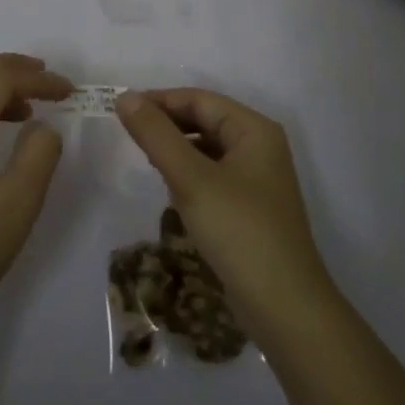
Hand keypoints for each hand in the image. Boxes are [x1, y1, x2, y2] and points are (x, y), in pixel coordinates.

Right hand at [116, 89, 333, 337]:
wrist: (284, 307)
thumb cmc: (239, 231)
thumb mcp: (191, 179)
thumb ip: (156, 135)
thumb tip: (124, 97)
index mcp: (254, 129)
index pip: (199, 99)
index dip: (159, 100)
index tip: (120, 110)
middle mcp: (260, 146)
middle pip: (205, 120)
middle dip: (167, 124)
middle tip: (127, 135)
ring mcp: (257, 178)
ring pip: (207, 148)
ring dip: (176, 149)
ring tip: (145, 159)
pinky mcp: (250, 206)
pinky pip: (212, 175)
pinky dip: (189, 174)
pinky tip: (170, 189)